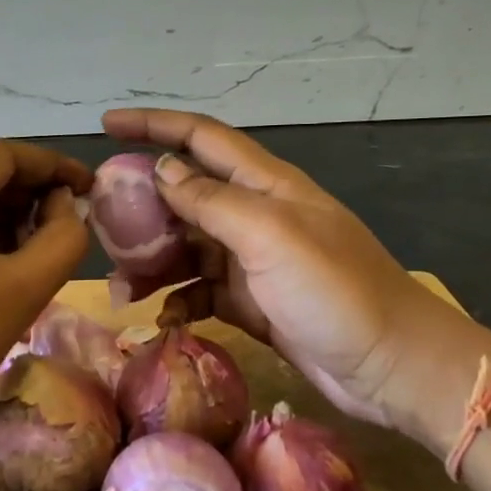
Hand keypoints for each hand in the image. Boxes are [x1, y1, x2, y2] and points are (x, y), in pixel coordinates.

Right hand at [102, 109, 489, 440]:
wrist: (390, 365)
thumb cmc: (335, 291)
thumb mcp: (270, 236)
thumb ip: (212, 201)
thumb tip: (161, 169)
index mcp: (264, 185)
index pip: (200, 138)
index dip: (154, 126)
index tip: (106, 125)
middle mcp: (254, 215)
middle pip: (184, 196)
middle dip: (141, 208)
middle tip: (100, 227)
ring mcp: (252, 261)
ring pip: (186, 248)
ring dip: (152, 263)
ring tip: (122, 288)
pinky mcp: (251, 302)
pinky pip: (200, 291)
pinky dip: (178, 300)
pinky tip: (166, 318)